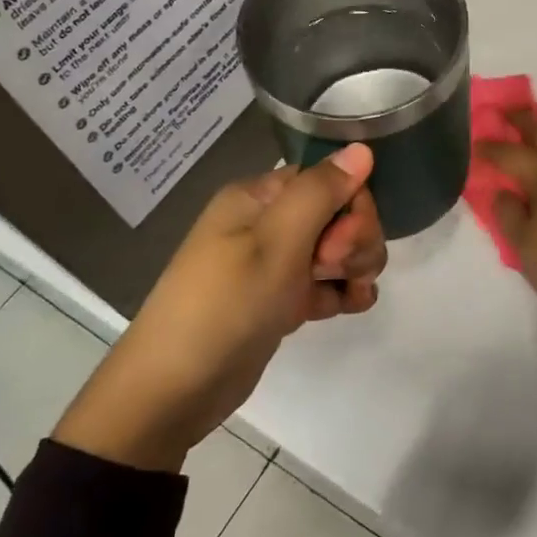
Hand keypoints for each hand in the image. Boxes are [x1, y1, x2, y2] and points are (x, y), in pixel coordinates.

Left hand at [53, 143, 385, 470]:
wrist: (175, 388)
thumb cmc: (226, 304)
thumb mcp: (276, 242)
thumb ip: (322, 192)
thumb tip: (361, 147)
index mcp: (259, 198)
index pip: (327, 180)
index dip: (350, 206)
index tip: (339, 243)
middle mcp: (267, 223)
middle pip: (338, 214)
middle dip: (354, 240)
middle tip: (333, 270)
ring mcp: (274, 264)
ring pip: (338, 250)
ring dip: (355, 267)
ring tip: (350, 296)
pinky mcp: (281, 300)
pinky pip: (326, 283)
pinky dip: (344, 292)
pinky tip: (352, 307)